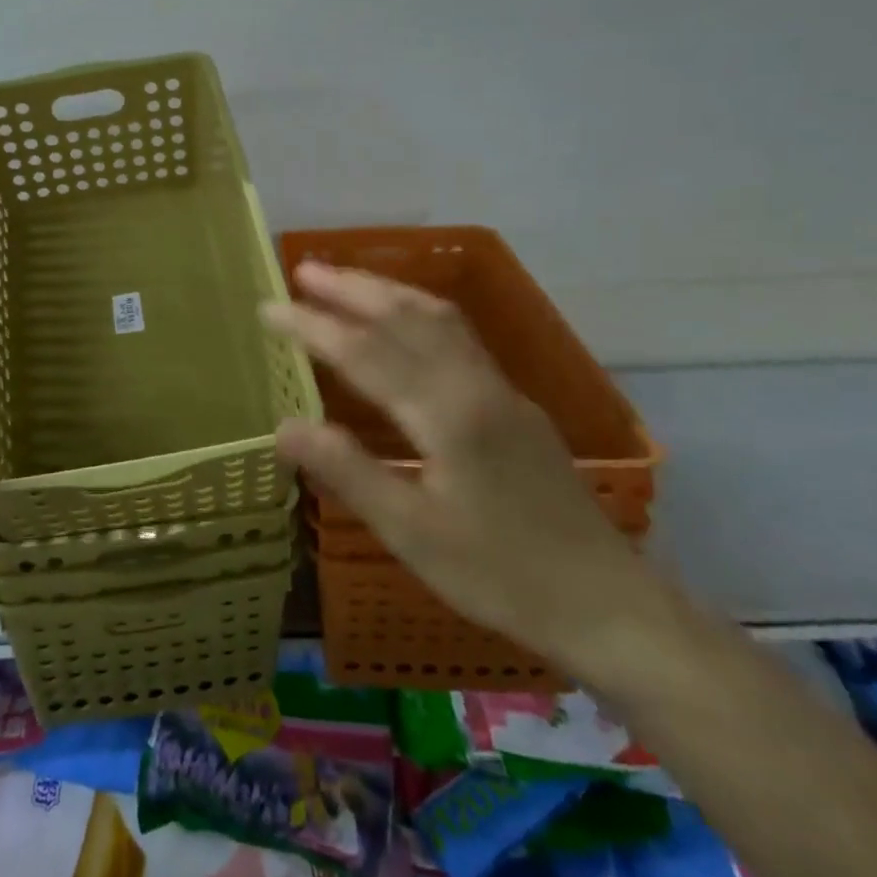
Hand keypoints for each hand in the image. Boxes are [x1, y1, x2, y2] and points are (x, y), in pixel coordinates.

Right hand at [262, 261, 658, 672]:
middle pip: (407, 316)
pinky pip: (457, 336)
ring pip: (439, 319)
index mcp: (448, 413)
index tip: (268, 309)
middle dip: (352, 288)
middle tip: (303, 270)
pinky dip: (416, 313)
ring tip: (344, 281)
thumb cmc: (501, 575)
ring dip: (387, 292)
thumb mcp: (412, 534)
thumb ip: (347, 472)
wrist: (608, 606)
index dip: (313, 326)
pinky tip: (402, 323)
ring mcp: (502, 391)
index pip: (366, 351)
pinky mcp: (515, 405)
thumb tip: (283, 425)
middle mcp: (475, 385)